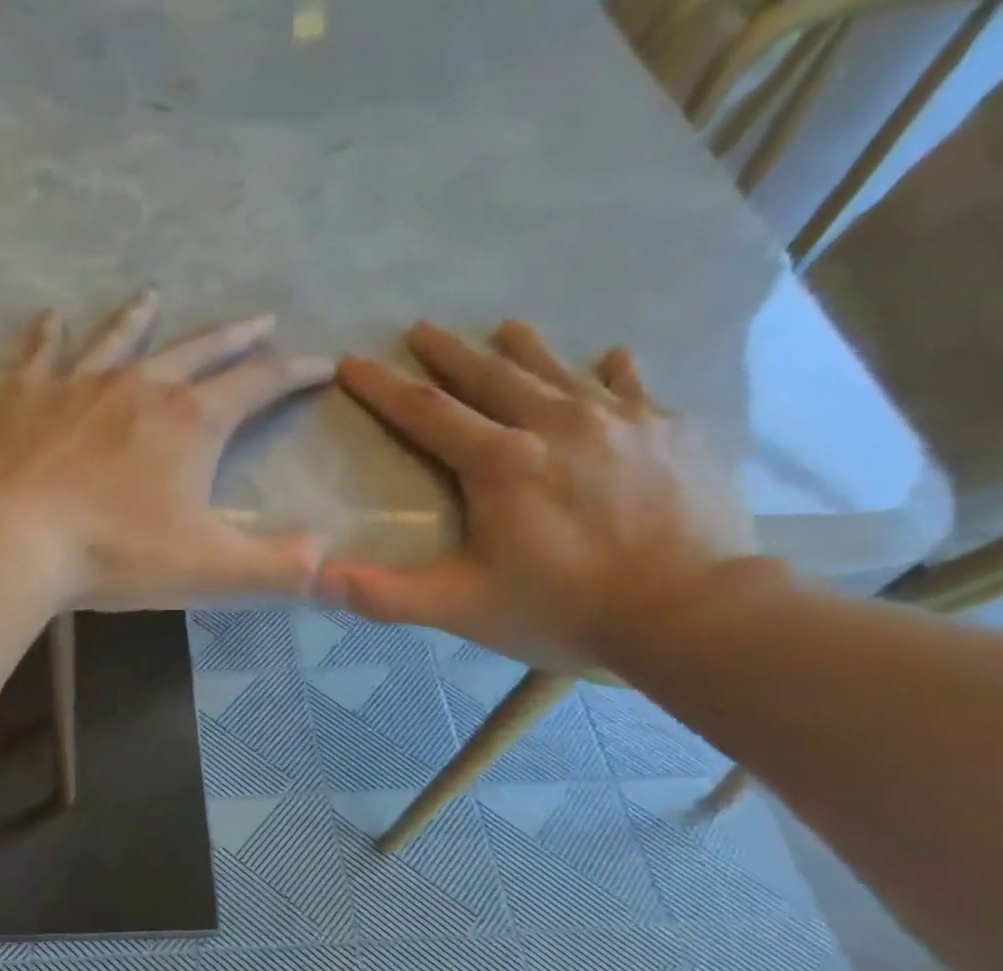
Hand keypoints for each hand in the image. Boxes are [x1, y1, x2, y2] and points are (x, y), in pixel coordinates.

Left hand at [0, 291, 334, 609]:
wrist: (11, 542)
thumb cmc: (114, 555)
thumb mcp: (210, 569)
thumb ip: (277, 566)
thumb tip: (329, 556)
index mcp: (190, 422)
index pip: (258, 385)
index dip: (294, 373)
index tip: (319, 363)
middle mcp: (140, 386)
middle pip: (199, 349)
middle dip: (235, 337)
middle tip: (259, 320)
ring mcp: (77, 384)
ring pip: (119, 338)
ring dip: (142, 318)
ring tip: (154, 295)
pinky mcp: (22, 396)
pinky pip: (40, 353)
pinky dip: (48, 334)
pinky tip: (51, 318)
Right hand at [320, 319, 756, 668]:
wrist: (687, 610)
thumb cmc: (561, 608)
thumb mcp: (460, 607)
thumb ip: (385, 593)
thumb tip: (315, 578)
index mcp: (501, 464)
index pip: (427, 414)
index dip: (383, 388)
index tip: (351, 361)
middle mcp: (556, 425)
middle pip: (491, 377)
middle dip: (449, 353)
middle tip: (421, 328)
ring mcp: (619, 422)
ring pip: (559, 371)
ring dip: (524, 349)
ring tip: (505, 327)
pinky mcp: (668, 433)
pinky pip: (633, 388)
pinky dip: (613, 371)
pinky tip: (610, 357)